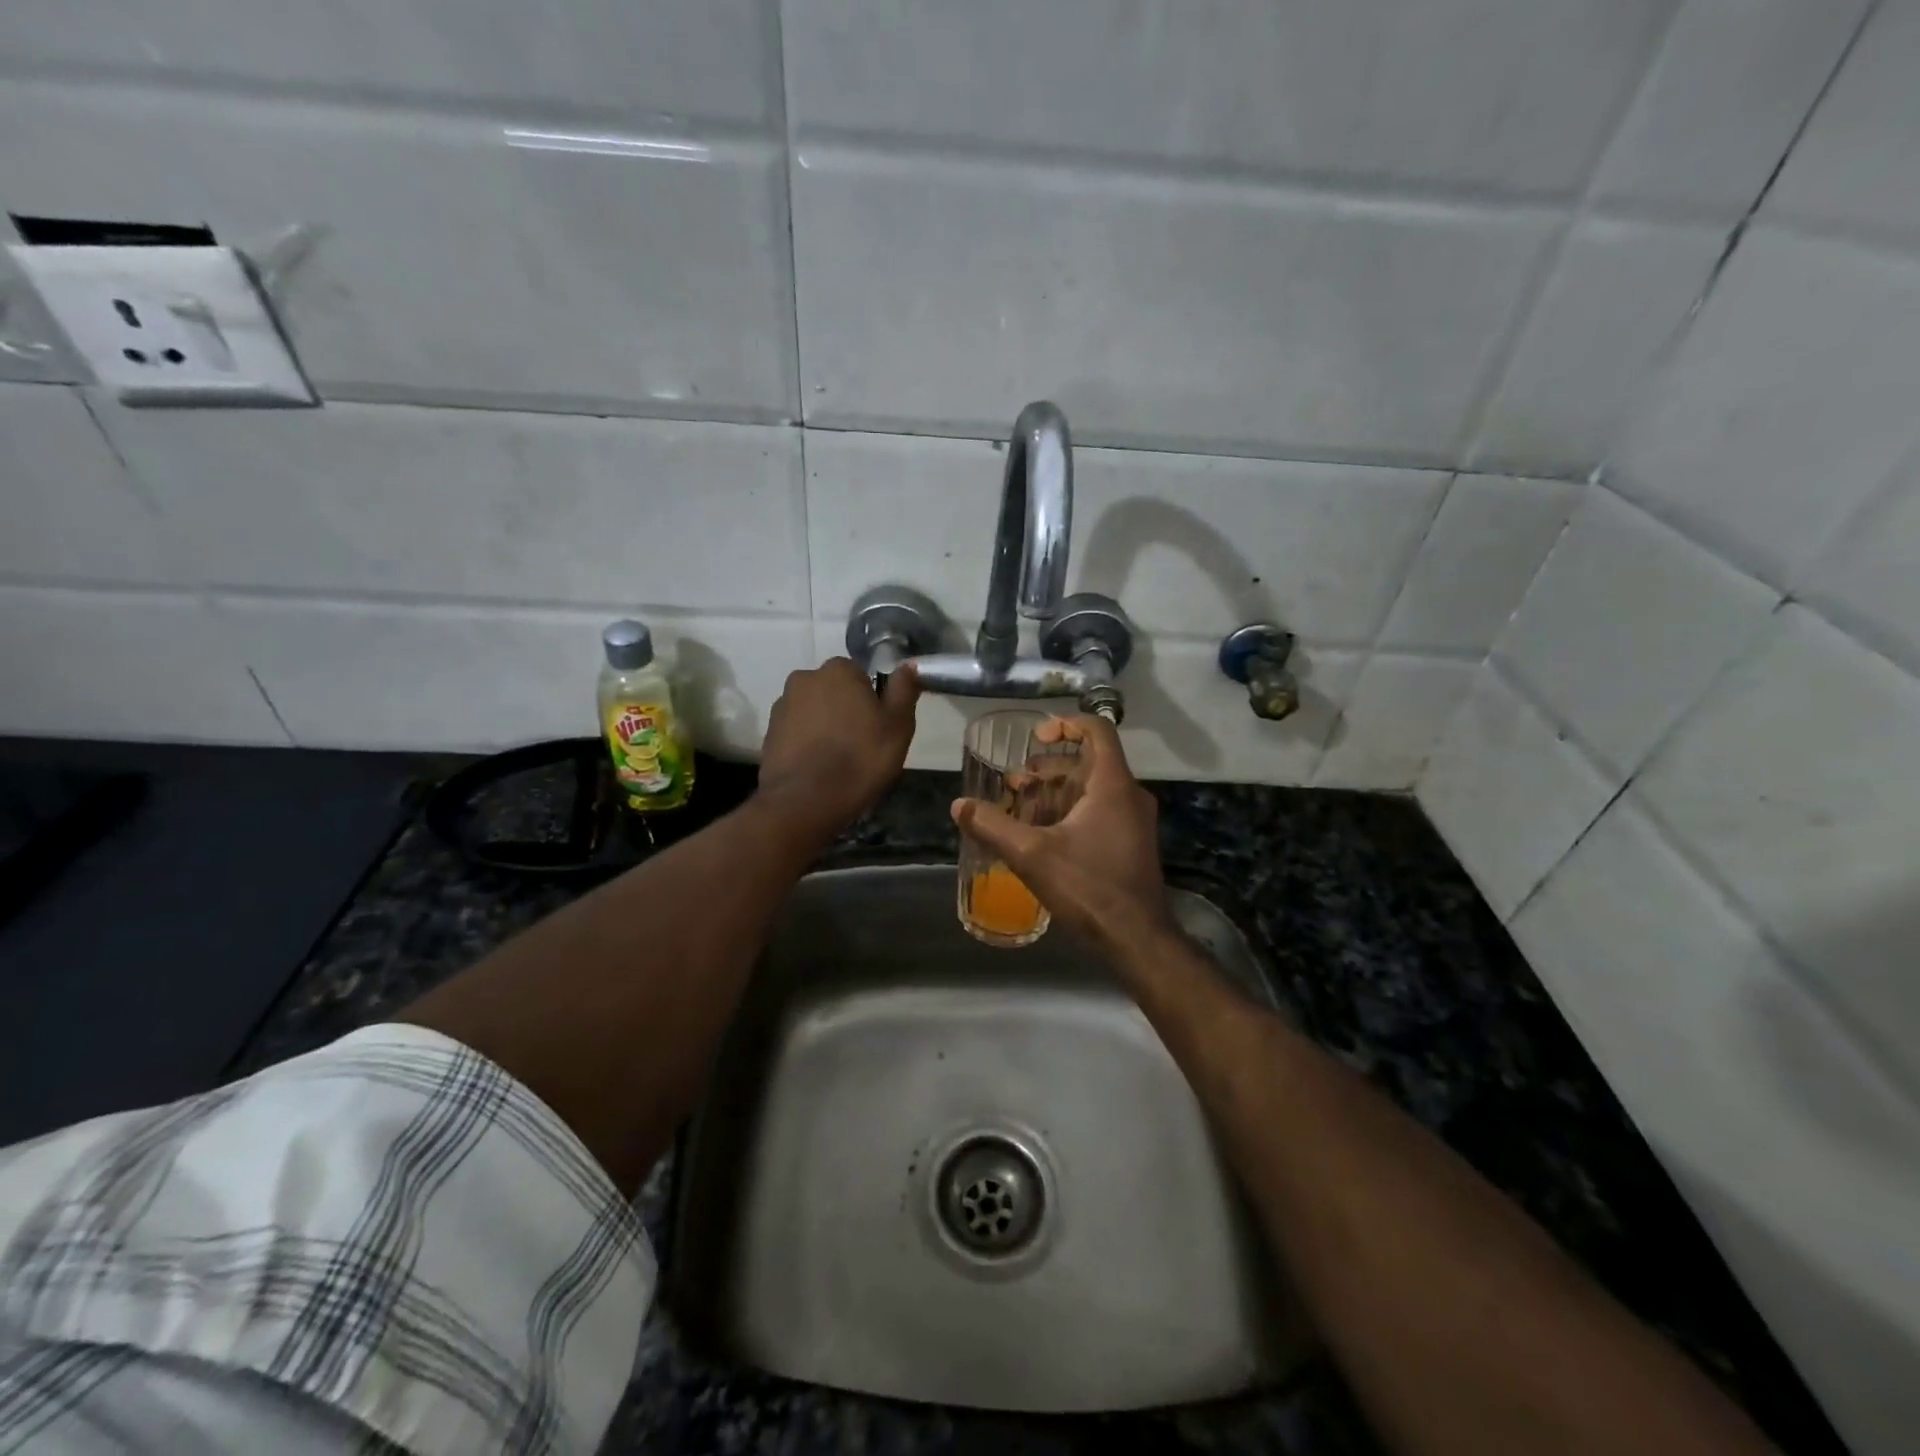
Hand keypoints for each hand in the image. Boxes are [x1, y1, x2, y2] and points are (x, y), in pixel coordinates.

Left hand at [756, 658, 918, 840]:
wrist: (805, 802)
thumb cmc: (860, 759)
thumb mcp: (898, 726)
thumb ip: (903, 689)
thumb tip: (908, 664)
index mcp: (839, 670)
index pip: (861, 675)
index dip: (873, 701)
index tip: (878, 727)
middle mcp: (805, 678)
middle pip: (835, 690)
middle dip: (846, 710)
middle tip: (861, 744)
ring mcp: (782, 705)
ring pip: (814, 710)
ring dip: (825, 726)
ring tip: (836, 760)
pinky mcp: (769, 733)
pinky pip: (796, 731)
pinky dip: (807, 742)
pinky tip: (817, 767)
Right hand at [951, 715, 1173, 948]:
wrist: (1136, 939)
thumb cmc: (1088, 887)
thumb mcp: (1031, 855)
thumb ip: (992, 826)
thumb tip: (958, 805)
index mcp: (1113, 785)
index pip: (1097, 730)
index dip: (1065, 724)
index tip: (1035, 738)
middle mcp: (1129, 795)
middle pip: (1088, 762)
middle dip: (1048, 768)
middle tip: (1015, 784)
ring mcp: (1133, 821)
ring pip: (1092, 789)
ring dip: (1055, 792)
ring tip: (1020, 808)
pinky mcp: (1130, 843)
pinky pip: (1099, 811)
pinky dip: (1069, 812)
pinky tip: (1040, 835)